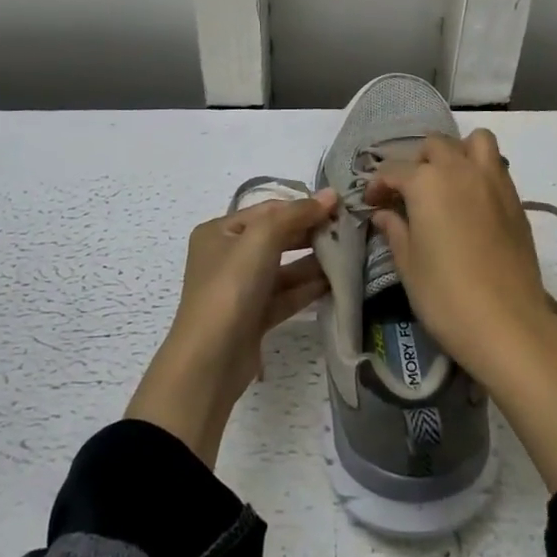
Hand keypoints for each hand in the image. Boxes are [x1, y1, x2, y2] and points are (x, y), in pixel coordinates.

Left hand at [127, 188, 337, 465]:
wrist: (209, 361)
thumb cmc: (231, 287)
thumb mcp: (261, 239)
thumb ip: (296, 214)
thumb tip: (330, 195)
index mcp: (219, 232)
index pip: (267, 210)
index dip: (301, 206)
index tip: (338, 206)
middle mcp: (227, 257)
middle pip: (275, 238)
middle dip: (309, 233)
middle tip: (347, 231)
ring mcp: (240, 289)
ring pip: (282, 268)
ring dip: (312, 262)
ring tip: (347, 255)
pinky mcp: (253, 318)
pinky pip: (284, 295)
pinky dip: (306, 289)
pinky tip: (334, 283)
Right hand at [368, 131, 556, 490]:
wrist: (509, 324)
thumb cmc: (446, 296)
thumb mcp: (409, 265)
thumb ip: (395, 230)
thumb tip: (384, 213)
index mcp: (426, 182)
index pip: (394, 170)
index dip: (378, 185)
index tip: (372, 203)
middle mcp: (460, 169)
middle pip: (435, 145)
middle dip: (418, 162)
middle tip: (410, 193)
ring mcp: (493, 181)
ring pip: (475, 141)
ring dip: (458, 152)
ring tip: (448, 182)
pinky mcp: (515, 200)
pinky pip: (496, 166)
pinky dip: (481, 171)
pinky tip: (472, 203)